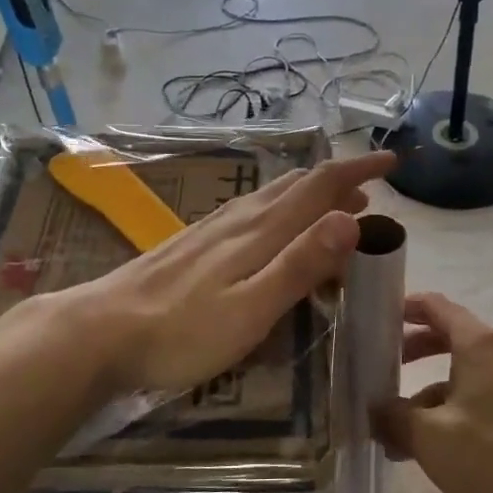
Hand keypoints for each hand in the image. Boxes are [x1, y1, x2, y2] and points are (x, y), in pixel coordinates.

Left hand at [54, 151, 393, 396]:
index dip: (358, 170)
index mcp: (263, 230)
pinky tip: (271, 227)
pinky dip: (282, 209)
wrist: (100, 330)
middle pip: (299, 185)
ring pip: (274, 195)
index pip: (321, 185)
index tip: (392, 162)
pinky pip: (253, 209)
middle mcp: (242, 217)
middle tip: (369, 200)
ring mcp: (214, 226)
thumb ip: (301, 264)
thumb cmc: (182, 330)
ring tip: (333, 211)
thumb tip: (351, 218)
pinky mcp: (195, 240)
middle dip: (339, 184)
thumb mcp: (252, 308)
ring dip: (311, 196)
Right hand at [374, 293, 492, 492]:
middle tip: (380, 365)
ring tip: (393, 422)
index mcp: (479, 344)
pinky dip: (447, 408)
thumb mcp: (428, 436)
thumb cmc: (489, 457)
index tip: (376, 318)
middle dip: (411, 349)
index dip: (404, 307)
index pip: (435, 305)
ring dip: (425, 389)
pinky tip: (423, 445)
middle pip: (447, 335)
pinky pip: (474, 395)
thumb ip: (393, 416)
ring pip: (459, 371)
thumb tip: (372, 410)